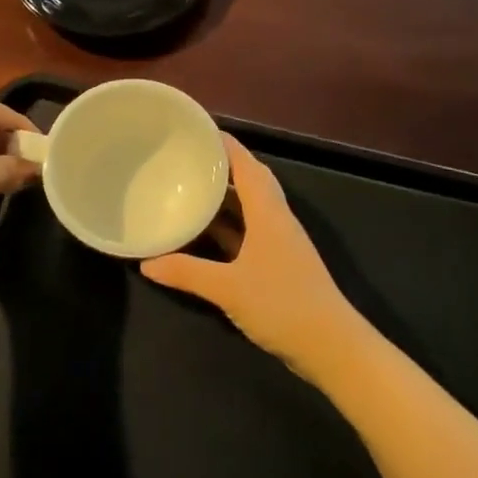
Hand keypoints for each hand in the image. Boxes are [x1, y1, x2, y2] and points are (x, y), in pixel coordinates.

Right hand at [141, 135, 351, 369]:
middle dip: (222, 169)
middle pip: (250, 184)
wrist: (331, 347)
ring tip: (189, 190)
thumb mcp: (228, 288)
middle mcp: (276, 222)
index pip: (248, 167)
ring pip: (249, 211)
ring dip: (224, 200)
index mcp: (269, 214)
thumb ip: (186, 272)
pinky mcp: (278, 267)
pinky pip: (247, 235)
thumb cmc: (282, 305)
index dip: (227, 146)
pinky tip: (203, 236)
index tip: (199, 130)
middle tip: (187, 159)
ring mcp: (279, 245)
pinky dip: (226, 230)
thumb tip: (146, 263)